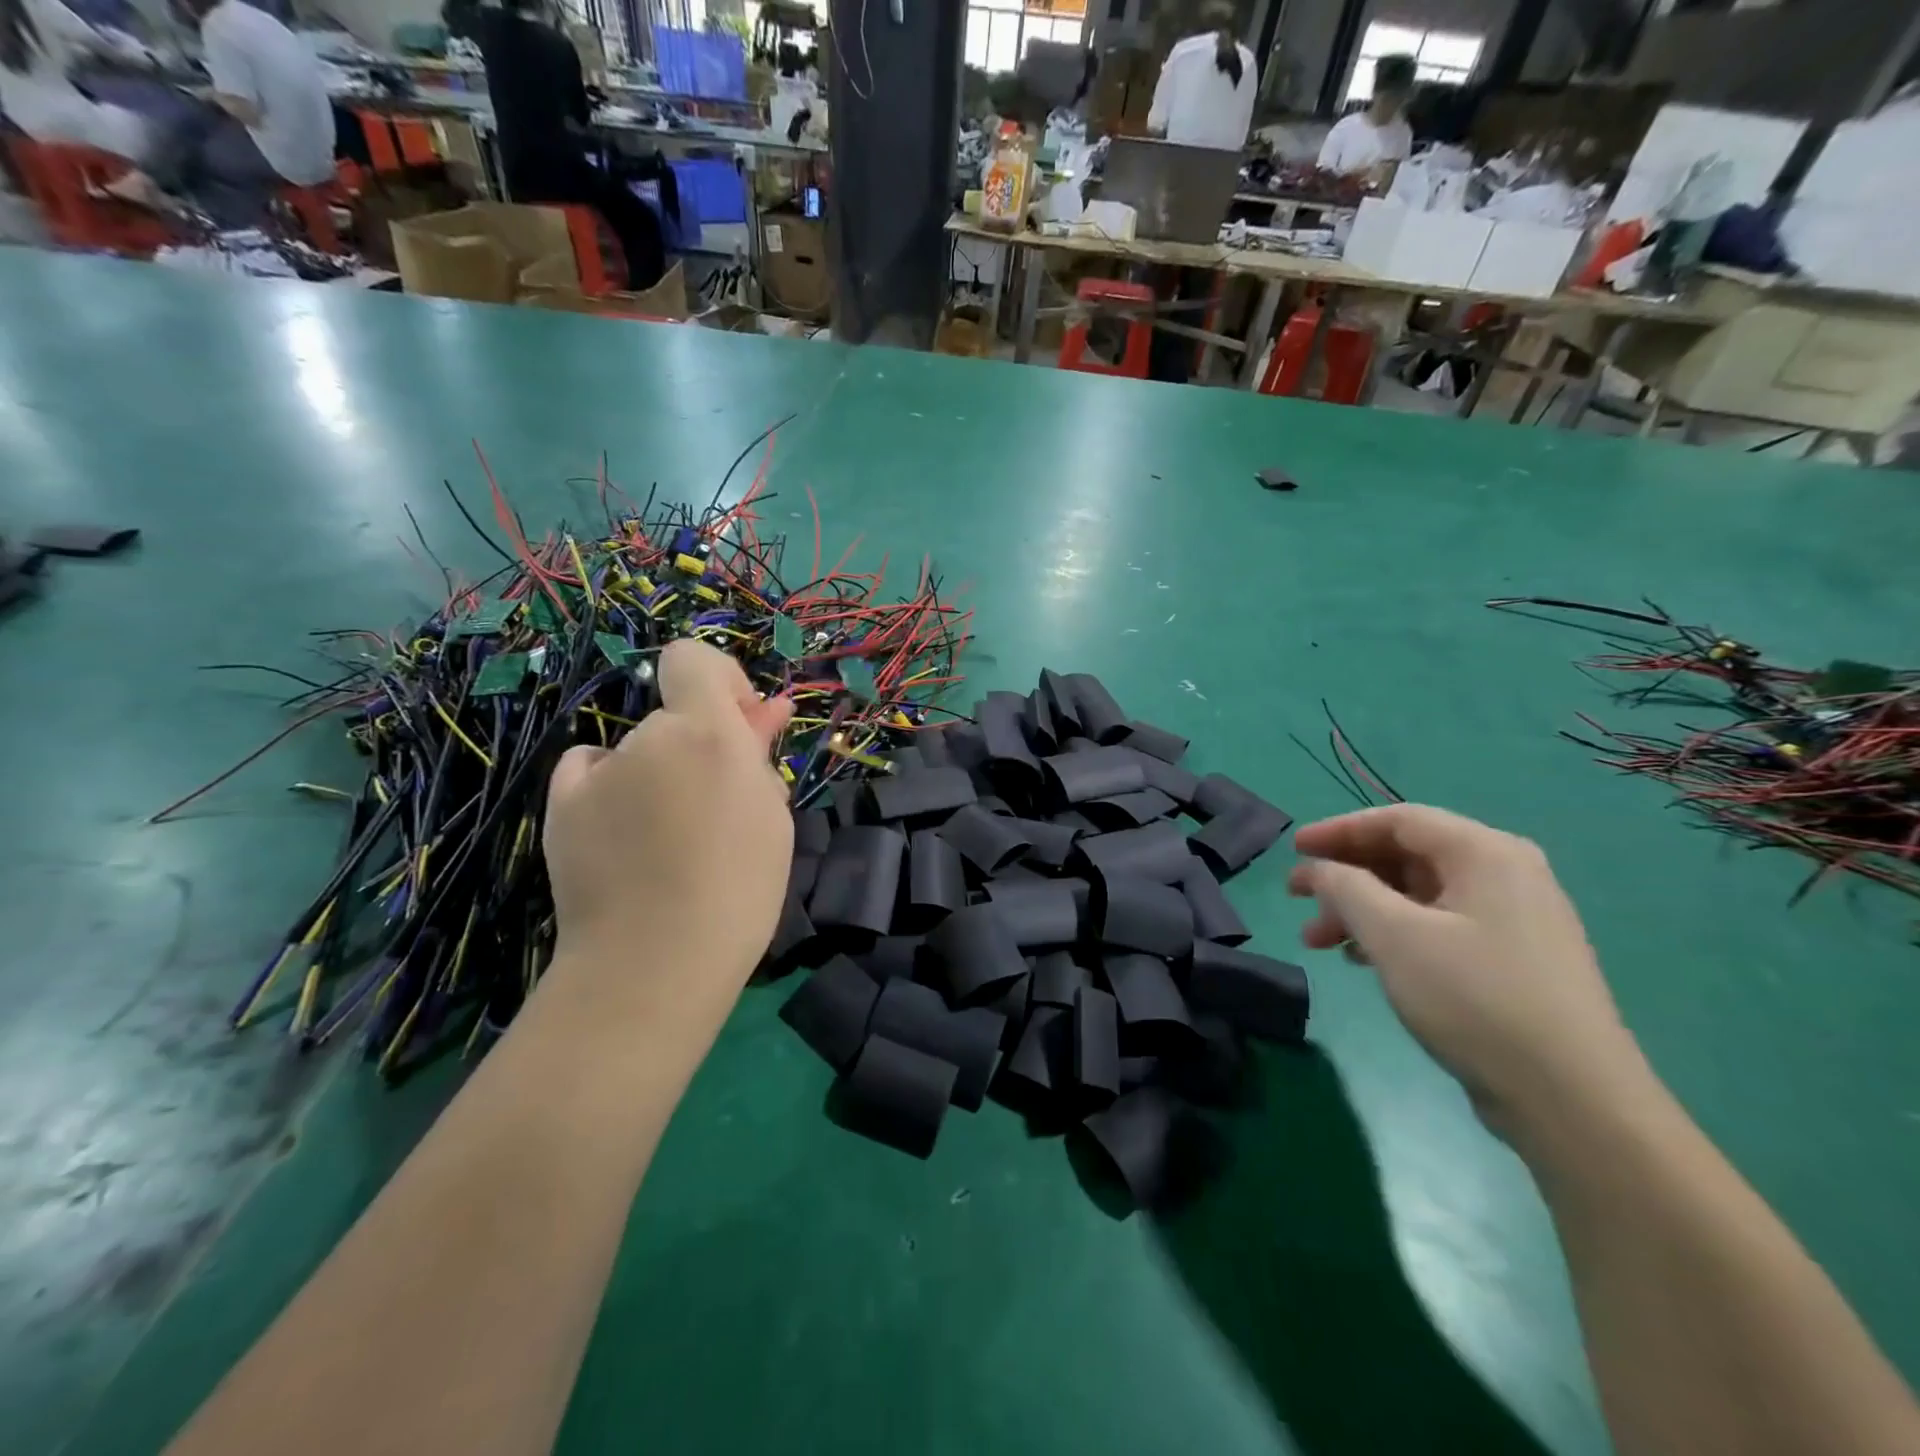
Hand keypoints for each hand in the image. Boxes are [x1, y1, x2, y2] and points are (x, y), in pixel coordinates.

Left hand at [544, 640, 793, 978]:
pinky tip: (622, 835)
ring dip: (660, 777)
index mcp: (708, 734)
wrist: (656, 961)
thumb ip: (759, 753)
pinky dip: (609, 789)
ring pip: (639, 754)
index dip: (720, 681)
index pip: (694, 659)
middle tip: (718, 807)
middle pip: (675, 720)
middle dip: (700, 748)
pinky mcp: (561, 804)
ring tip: (671, 841)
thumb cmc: (739, 889)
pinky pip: (592, 773)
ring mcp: (599, 770)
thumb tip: (762, 710)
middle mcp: (649, 737)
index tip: (739, 726)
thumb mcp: (770, 815)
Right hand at [1289, 805, 1647, 1138]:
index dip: (1338, 830)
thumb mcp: (1394, 935)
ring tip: (1319, 942)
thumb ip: (1345, 888)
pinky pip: (1437, 927)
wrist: (1573, 1101)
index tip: (1293, 851)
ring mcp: (1513, 920)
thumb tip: (1318, 869)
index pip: (1398, 820)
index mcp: (1486, 854)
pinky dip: (1392, 934)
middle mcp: (1505, 875)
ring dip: (1361, 910)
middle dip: (1345, 876)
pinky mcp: (1511, 961)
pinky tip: (1361, 961)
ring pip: (1417, 896)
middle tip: (1298, 900)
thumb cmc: (1475, 999)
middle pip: (1406, 856)